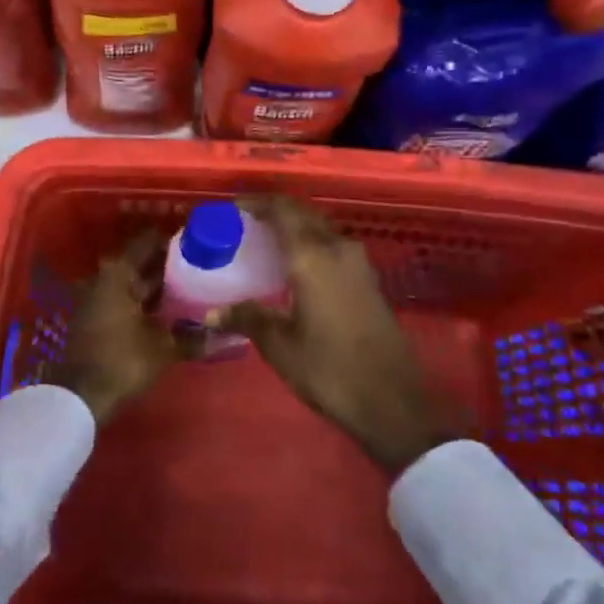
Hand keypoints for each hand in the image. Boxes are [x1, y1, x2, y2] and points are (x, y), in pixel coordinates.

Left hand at [47, 229, 193, 424]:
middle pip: (142, 262)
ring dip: (160, 284)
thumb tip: (228, 334)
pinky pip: (129, 299)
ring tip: (194, 283)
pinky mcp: (99, 318)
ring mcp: (100, 298)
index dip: (173, 239)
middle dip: (170, 263)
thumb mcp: (163, 348)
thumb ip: (194, 338)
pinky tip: (172, 308)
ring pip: (136, 282)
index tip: (197, 237)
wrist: (80, 396)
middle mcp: (106, 278)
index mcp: (119, 273)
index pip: (148, 242)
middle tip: (202, 261)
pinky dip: (148, 301)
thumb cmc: (122, 361)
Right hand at [211, 196, 459, 474]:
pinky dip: (312, 246)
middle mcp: (338, 249)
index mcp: (312, 256)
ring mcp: (359, 264)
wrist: (392, 401)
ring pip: (322, 230)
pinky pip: (334, 247)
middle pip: (304, 214)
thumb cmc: (329, 369)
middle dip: (275, 213)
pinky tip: (297, 271)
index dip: (257, 202)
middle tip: (246, 226)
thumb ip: (247, 318)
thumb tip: (210, 313)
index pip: (283, 209)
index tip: (233, 209)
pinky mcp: (370, 280)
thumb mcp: (280, 345)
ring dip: (296, 229)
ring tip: (267, 246)